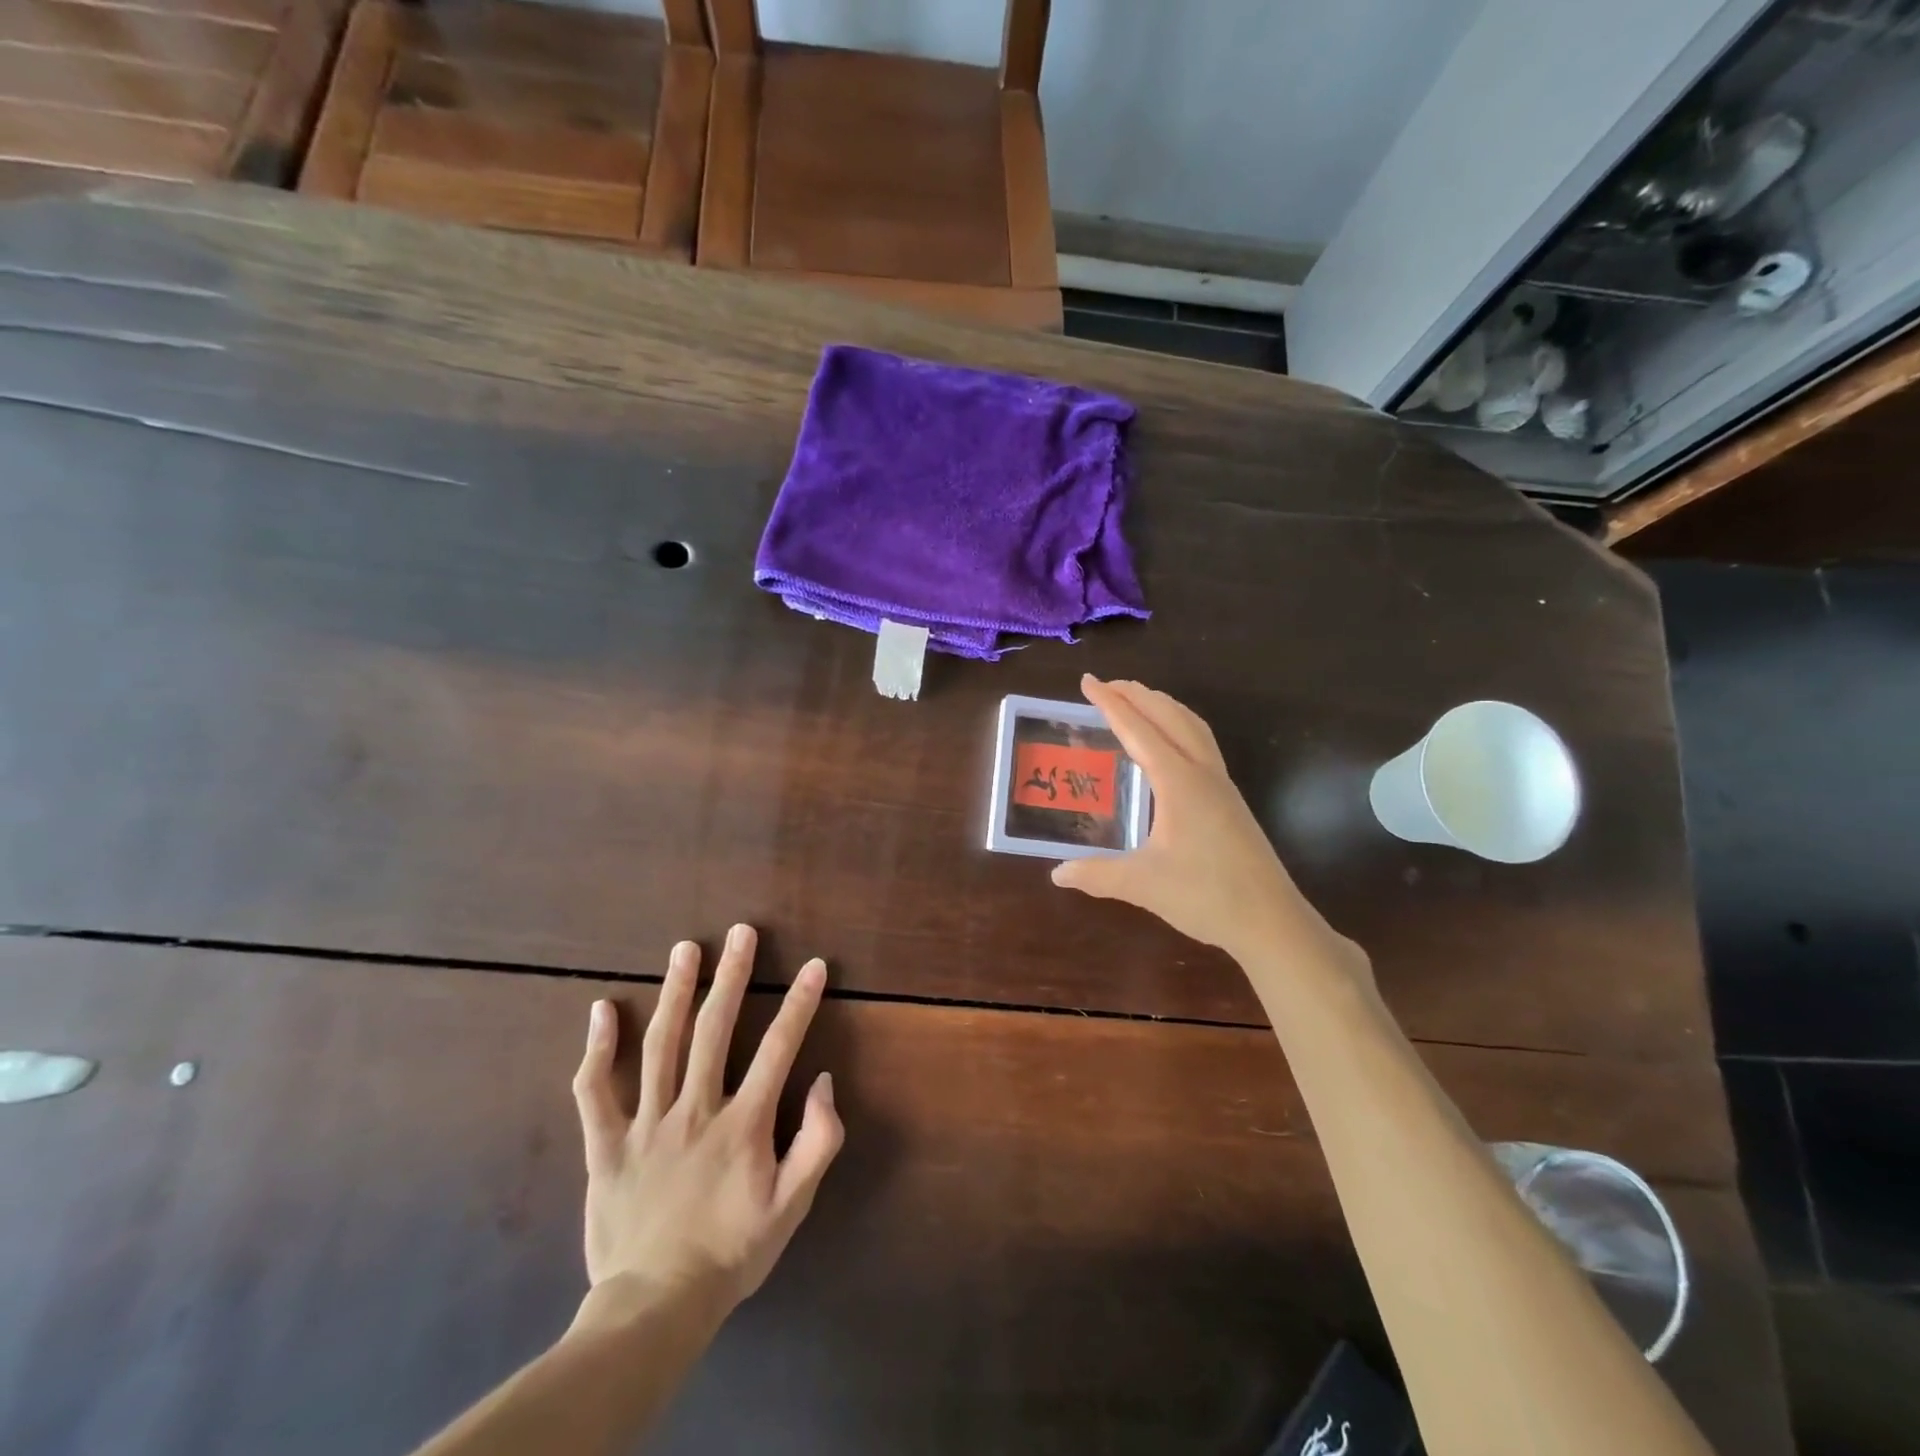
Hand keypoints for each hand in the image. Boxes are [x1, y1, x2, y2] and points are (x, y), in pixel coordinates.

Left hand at [570, 925, 842, 1321]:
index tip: (814, 965)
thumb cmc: (732, 1252)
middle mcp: (695, 1109)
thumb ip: (818, 1141)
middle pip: (714, 1029)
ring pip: (658, 1045)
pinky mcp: (606, 1145)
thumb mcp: (793, 1205)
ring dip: (674, 991)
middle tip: (740, 933)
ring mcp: (645, 1124)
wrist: (655, 1307)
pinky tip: (602, 1009)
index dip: (799, 1003)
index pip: (778, 1048)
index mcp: (743, 1123)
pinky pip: (594, 1092)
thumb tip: (821, 1081)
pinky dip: (596, 1049)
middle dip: (732, 975)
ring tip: (685, 949)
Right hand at [1051, 676, 1367, 981]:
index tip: (1087, 682)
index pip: (1138, 729)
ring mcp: (1221, 784)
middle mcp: (1201, 772)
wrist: (1270, 920)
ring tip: (1138, 701)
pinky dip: (1180, 727)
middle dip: (1137, 695)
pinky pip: (1202, 744)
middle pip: (1169, 716)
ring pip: (1192, 726)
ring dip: (1162, 706)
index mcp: (1178, 781)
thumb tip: (1057, 873)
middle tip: (1106, 685)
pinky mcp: (1230, 800)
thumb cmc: (1206, 895)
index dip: (1110, 704)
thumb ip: (1096, 874)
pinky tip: (1170, 746)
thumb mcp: (1142, 884)